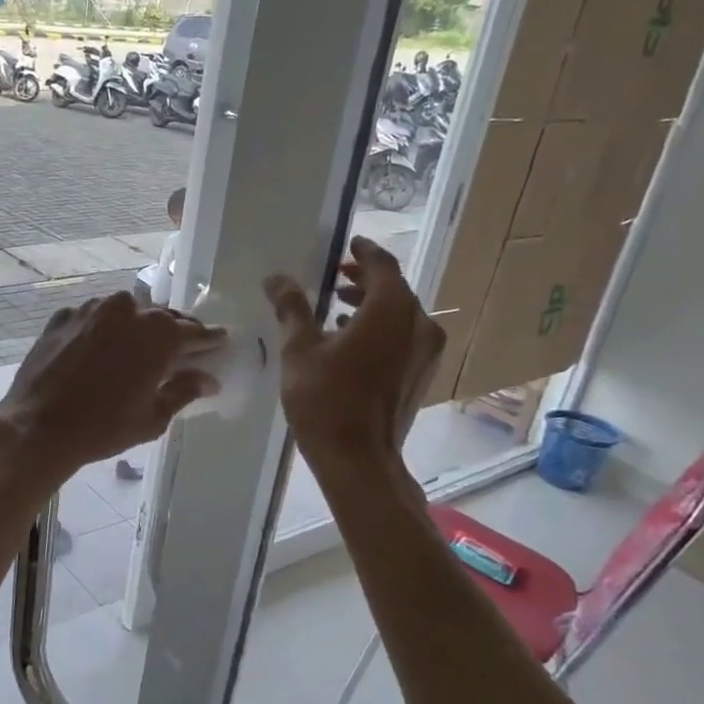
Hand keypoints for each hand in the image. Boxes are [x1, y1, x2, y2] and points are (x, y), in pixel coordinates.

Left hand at [0, 291, 223, 483]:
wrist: (38, 426)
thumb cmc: (104, 427)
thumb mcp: (153, 417)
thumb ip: (183, 391)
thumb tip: (208, 379)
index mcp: (158, 333)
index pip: (194, 331)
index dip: (208, 339)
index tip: (219, 342)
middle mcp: (127, 309)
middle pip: (159, 317)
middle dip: (170, 332)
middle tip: (177, 350)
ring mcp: (91, 309)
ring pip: (123, 312)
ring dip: (133, 327)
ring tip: (134, 348)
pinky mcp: (62, 317)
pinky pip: (91, 318)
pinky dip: (100, 329)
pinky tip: (98, 350)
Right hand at [264, 237, 445, 478]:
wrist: (359, 460)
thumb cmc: (326, 399)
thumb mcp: (300, 349)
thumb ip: (292, 308)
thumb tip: (277, 278)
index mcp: (391, 309)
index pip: (381, 265)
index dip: (363, 251)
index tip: (348, 244)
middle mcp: (419, 324)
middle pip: (394, 289)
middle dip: (364, 280)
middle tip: (335, 278)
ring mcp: (425, 352)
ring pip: (401, 315)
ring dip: (372, 306)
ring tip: (337, 310)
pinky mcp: (421, 376)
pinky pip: (404, 338)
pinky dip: (381, 330)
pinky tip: (351, 343)